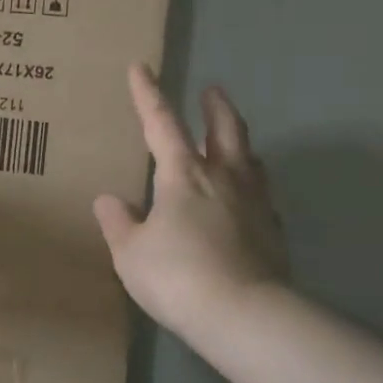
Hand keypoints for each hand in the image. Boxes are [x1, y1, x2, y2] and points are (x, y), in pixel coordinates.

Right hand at [94, 65, 288, 343]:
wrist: (243, 314)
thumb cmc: (176, 276)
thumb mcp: (131, 253)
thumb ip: (119, 223)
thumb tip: (108, 200)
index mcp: (183, 175)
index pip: (161, 123)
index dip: (148, 95)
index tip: (141, 67)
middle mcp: (224, 178)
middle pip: (225, 130)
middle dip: (216, 107)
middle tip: (213, 91)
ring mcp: (255, 203)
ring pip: (250, 159)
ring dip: (239, 144)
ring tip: (233, 143)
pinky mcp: (273, 231)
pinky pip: (262, 196)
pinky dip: (251, 187)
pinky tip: (247, 200)